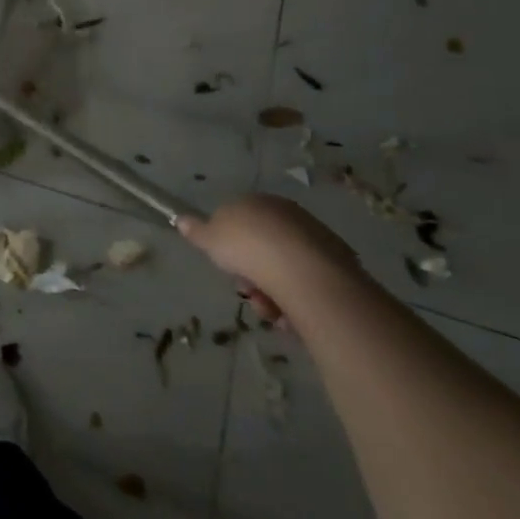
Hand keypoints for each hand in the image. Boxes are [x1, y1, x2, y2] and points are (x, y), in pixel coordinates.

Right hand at [175, 193, 360, 325]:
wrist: (304, 273)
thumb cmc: (249, 249)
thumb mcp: (210, 238)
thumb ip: (196, 230)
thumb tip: (180, 219)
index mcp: (258, 202)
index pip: (239, 220)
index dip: (229, 245)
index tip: (226, 265)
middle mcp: (288, 215)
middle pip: (262, 248)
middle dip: (251, 274)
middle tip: (247, 292)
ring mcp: (315, 239)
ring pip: (284, 270)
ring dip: (271, 293)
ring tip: (270, 312)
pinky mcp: (338, 266)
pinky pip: (306, 285)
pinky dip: (295, 301)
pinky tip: (289, 316)